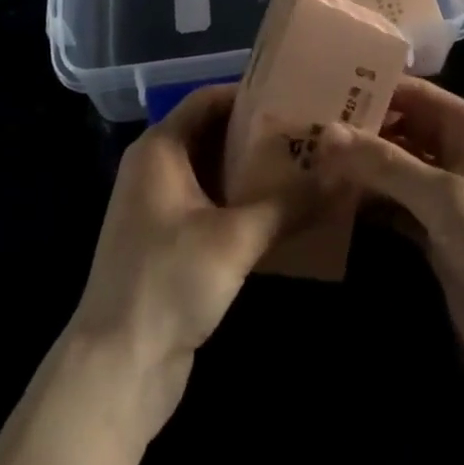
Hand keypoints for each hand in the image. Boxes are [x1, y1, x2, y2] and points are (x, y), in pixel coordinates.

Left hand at [65, 84, 293, 439]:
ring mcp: (160, 207)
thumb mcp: (236, 238)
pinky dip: (243, 204)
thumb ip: (291, 202)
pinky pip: (212, 206)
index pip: (209, 98)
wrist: (117, 370)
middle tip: (312, 134)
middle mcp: (156, 168)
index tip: (297, 98)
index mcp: (160, 148)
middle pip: (214, 133)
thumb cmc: (168, 282)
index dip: (251, 94)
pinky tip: (284, 214)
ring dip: (255, 172)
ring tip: (309, 168)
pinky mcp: (170, 243)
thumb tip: (346, 172)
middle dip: (261, 134)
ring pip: (215, 172)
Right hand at [315, 78, 463, 402]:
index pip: (417, 95)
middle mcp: (461, 155)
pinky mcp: (438, 236)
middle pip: (403, 130)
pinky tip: (332, 200)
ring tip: (308, 161)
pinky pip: (396, 207)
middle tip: (306, 129)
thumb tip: (326, 133)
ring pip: (396, 170)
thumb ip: (385, 163)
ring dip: (361, 169)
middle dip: (361, 132)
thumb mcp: (444, 197)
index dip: (374, 90)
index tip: (324, 89)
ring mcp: (449, 198)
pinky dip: (369, 203)